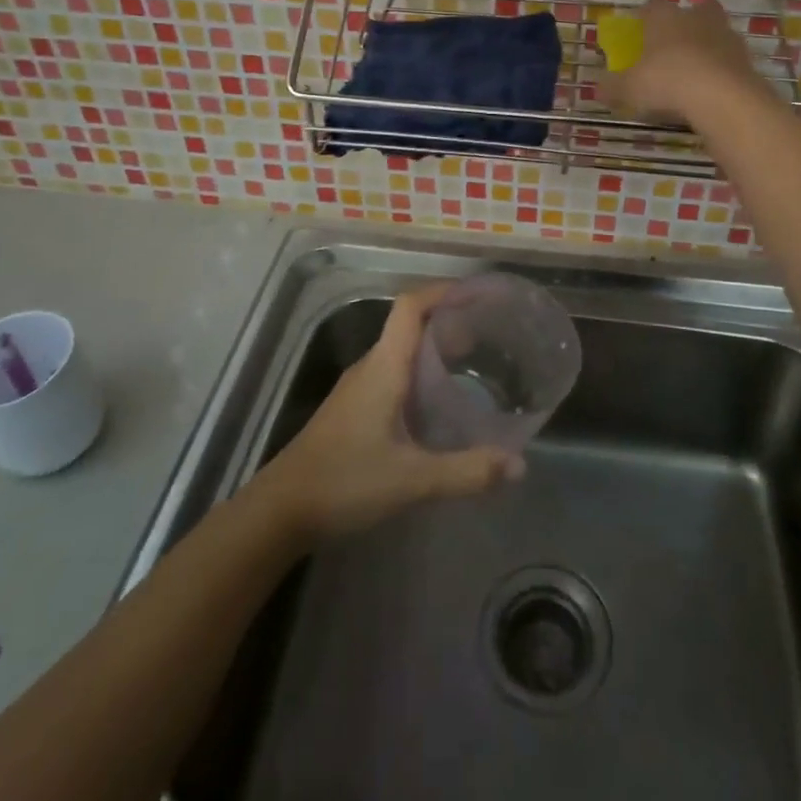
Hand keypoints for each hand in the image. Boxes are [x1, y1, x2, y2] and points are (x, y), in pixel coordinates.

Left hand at [254, 284, 522, 541]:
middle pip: (411, 325)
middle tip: (491, 335)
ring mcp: (359, 387)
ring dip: (436, 349)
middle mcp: (371, 366)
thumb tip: (519, 465)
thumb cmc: (345, 481)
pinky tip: (441, 403)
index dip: (443, 291)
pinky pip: (395, 374)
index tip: (479, 294)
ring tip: (476, 363)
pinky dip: (422, 374)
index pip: (411, 306)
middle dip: (450, 321)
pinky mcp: (355, 409)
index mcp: (384, 366)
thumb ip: (466, 472)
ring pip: (402, 351)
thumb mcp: (412, 480)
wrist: (281, 510)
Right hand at [607, 0, 764, 125]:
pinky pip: (728, 58)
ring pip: (715, 31)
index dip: (643, 17)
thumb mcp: (628, 88)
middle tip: (673, 44)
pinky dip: (720, 67)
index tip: (638, 32)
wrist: (721, 97)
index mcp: (664, 17)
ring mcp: (725, 35)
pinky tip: (711, 87)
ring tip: (694, 69)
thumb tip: (597, 88)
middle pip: (694, 10)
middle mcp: (696, 18)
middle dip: (684, 23)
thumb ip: (612, 86)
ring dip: (706, 44)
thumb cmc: (666, 81)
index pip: (652, 6)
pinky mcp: (745, 58)